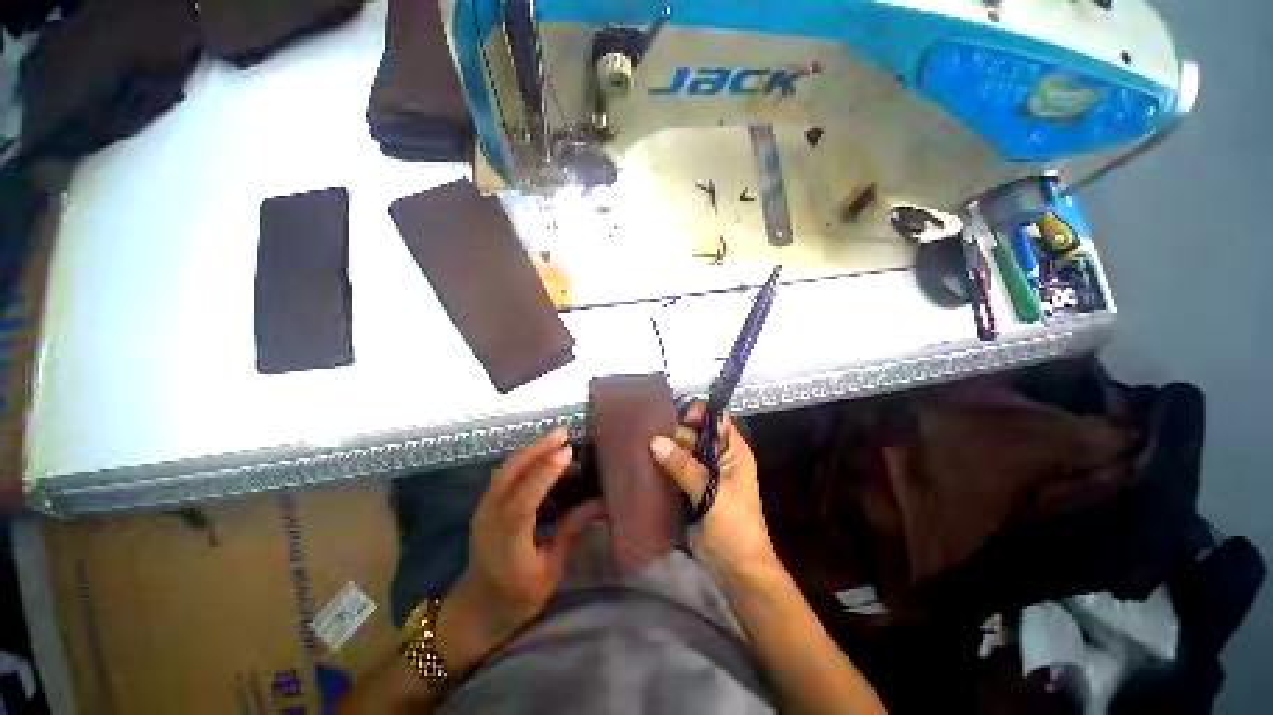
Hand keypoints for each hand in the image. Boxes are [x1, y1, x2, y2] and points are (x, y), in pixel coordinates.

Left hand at [436, 428, 603, 671]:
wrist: (476, 609)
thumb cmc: (517, 597)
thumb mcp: (550, 570)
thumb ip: (570, 530)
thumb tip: (600, 503)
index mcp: (507, 541)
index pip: (525, 499)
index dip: (546, 472)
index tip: (568, 451)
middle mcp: (490, 518)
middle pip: (511, 474)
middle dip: (537, 448)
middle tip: (563, 432)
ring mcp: (483, 510)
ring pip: (505, 469)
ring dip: (530, 450)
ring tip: (554, 438)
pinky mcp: (484, 506)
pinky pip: (503, 475)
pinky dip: (522, 460)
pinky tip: (538, 455)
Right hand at [649, 402, 776, 575]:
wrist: (736, 569)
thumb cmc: (734, 526)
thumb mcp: (712, 492)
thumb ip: (684, 466)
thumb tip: (655, 441)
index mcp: (732, 451)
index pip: (716, 418)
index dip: (699, 413)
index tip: (678, 420)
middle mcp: (717, 457)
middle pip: (693, 433)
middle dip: (674, 433)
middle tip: (648, 436)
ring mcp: (702, 473)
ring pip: (681, 451)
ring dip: (665, 450)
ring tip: (640, 446)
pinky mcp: (689, 488)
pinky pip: (674, 469)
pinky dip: (662, 466)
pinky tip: (643, 463)